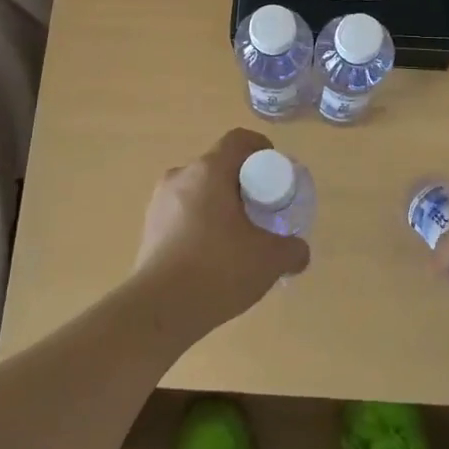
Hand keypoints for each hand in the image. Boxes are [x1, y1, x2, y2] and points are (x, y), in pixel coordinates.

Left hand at [133, 128, 310, 334]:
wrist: (159, 309)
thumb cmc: (218, 269)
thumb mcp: (270, 260)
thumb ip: (292, 250)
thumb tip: (298, 251)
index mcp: (209, 170)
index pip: (238, 140)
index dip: (260, 148)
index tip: (274, 170)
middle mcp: (180, 176)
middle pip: (217, 165)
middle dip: (241, 182)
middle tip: (260, 208)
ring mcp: (159, 201)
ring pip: (198, 190)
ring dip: (218, 204)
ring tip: (236, 236)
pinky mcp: (149, 227)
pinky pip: (182, 212)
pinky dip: (200, 223)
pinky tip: (212, 254)